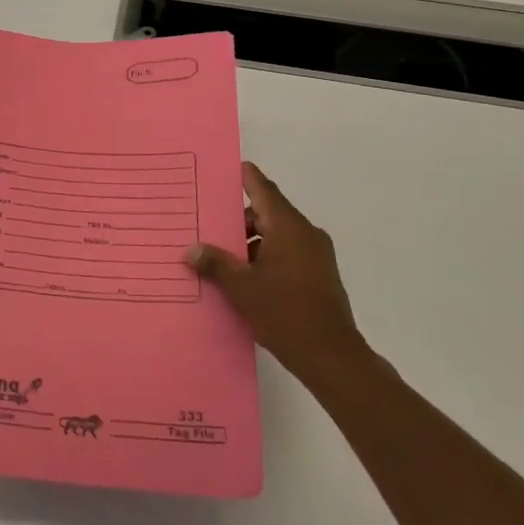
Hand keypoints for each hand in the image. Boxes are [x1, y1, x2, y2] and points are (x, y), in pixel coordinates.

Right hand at [185, 163, 369, 390]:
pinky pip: (288, 253)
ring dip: (252, 242)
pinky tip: (246, 279)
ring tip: (223, 260)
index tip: (229, 168)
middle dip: (239, 220)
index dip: (245, 177)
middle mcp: (305, 233)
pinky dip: (267, 256)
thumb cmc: (285, 313)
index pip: (263, 189)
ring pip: (278, 235)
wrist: (332, 356)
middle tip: (210, 228)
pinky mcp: (320, 275)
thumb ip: (216, 263)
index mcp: (288, 227)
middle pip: (268, 213)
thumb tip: (191, 250)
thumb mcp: (241, 288)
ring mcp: (316, 254)